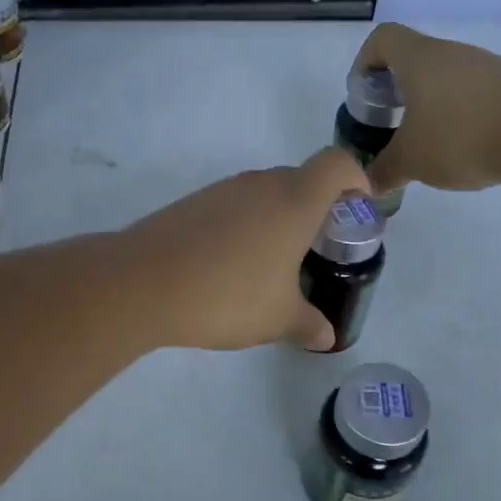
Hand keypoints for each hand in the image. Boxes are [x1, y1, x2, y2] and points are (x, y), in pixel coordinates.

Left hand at [121, 149, 371, 350]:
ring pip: (264, 192)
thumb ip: (308, 324)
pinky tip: (230, 264)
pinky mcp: (192, 202)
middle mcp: (260, 184)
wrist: (142, 283)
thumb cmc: (227, 295)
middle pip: (301, 178)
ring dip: (277, 216)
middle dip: (317, 206)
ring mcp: (222, 190)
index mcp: (294, 201)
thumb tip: (327, 336)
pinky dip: (243, 224)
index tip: (358, 209)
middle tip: (317, 246)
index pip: (337, 164)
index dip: (356, 179)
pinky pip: (232, 204)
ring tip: (272, 262)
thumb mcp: (277, 318)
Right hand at [352, 23, 500, 193]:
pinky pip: (472, 90)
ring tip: (429, 140)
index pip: (382, 38)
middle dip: (396, 90)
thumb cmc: (461, 137)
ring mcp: (485, 65)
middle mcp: (451, 53)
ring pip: (444, 76)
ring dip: (429, 102)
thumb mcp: (412, 161)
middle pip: (413, 58)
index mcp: (419, 60)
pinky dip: (460, 111)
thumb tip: (368, 183)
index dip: (365, 62)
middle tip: (392, 124)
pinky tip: (466, 144)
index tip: (365, 95)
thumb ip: (384, 170)